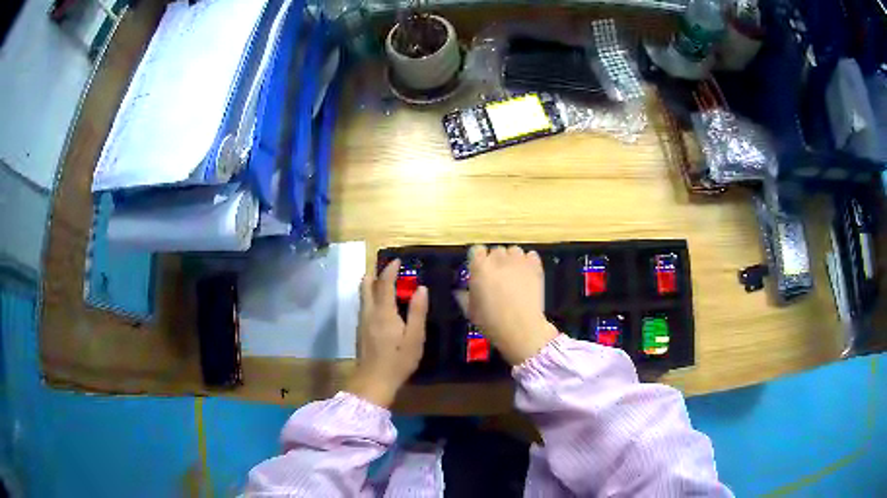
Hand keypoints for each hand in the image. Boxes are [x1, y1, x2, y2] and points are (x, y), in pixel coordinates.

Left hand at [347, 259, 428, 407]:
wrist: (373, 381)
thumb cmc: (398, 361)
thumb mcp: (415, 338)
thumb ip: (417, 312)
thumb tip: (421, 288)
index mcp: (384, 312)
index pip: (384, 283)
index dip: (389, 269)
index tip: (397, 260)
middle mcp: (369, 313)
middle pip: (366, 286)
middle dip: (375, 273)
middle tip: (386, 267)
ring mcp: (362, 322)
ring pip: (363, 296)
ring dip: (371, 284)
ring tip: (382, 281)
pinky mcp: (360, 331)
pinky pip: (364, 305)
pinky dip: (370, 296)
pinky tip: (379, 304)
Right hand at [468, 245, 558, 365]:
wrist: (521, 328)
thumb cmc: (492, 322)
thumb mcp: (470, 311)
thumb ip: (463, 295)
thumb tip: (461, 289)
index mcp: (479, 267)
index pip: (476, 250)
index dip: (478, 259)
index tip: (480, 270)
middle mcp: (498, 258)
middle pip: (496, 250)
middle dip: (496, 261)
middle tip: (497, 277)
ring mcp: (518, 260)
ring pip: (513, 251)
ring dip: (512, 260)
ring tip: (513, 275)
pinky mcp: (535, 266)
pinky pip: (530, 255)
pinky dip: (528, 262)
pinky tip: (526, 274)